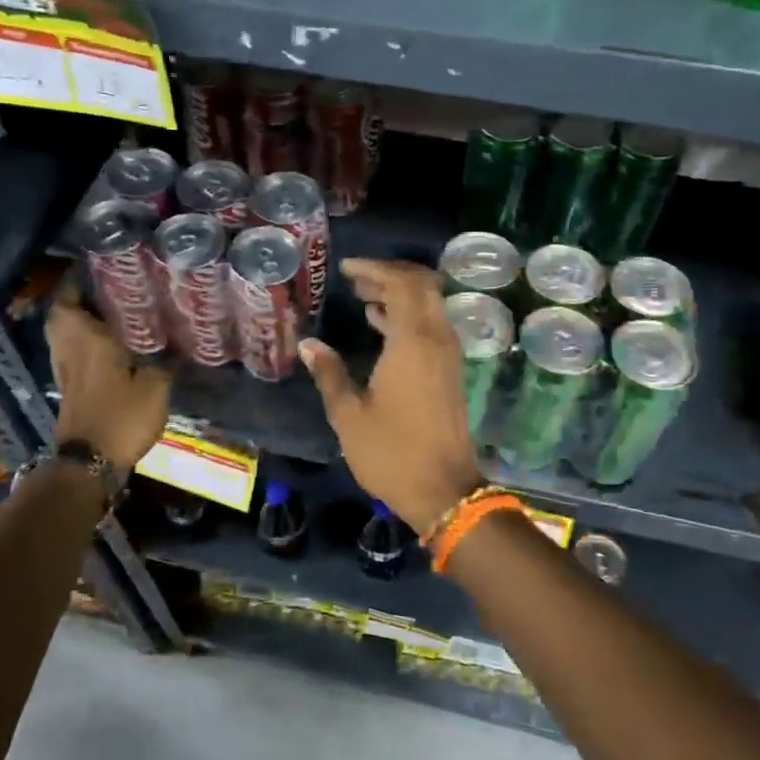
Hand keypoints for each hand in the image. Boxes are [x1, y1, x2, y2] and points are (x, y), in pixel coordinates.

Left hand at [47, 287, 172, 469]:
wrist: (89, 462)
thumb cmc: (120, 417)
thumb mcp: (155, 388)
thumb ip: (165, 364)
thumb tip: (177, 349)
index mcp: (88, 340)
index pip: (70, 300)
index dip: (76, 282)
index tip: (94, 270)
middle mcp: (70, 350)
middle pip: (61, 316)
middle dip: (76, 301)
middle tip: (103, 292)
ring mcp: (65, 371)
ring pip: (64, 336)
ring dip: (77, 323)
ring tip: (107, 316)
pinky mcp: (68, 390)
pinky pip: (71, 354)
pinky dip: (82, 344)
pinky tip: (107, 348)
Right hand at [299, 259, 482, 532]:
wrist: (444, 491)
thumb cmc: (392, 453)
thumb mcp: (349, 415)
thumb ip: (329, 373)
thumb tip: (309, 344)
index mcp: (414, 342)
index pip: (402, 282)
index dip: (375, 269)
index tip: (346, 269)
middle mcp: (437, 339)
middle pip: (422, 285)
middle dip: (390, 274)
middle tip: (356, 278)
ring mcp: (449, 355)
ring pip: (429, 305)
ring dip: (399, 294)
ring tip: (362, 296)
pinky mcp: (451, 371)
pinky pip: (431, 326)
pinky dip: (408, 316)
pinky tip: (380, 324)